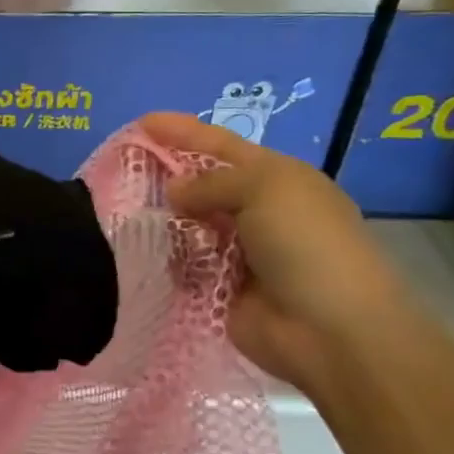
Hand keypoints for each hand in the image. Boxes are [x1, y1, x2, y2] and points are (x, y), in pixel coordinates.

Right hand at [140, 113, 423, 396]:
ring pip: (188, 225)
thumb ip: (212, 182)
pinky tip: (139, 252)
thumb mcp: (264, 189)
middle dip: (166, 176)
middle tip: (121, 171)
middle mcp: (258, 212)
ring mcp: (238, 252)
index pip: (222, 145)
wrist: (332, 330)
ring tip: (124, 213)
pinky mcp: (220, 289)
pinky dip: (165, 258)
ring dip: (162, 219)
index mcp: (277, 179)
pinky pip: (183, 265)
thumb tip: (174, 192)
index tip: (141, 123)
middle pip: (202, 185)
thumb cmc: (306, 244)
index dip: (183, 131)